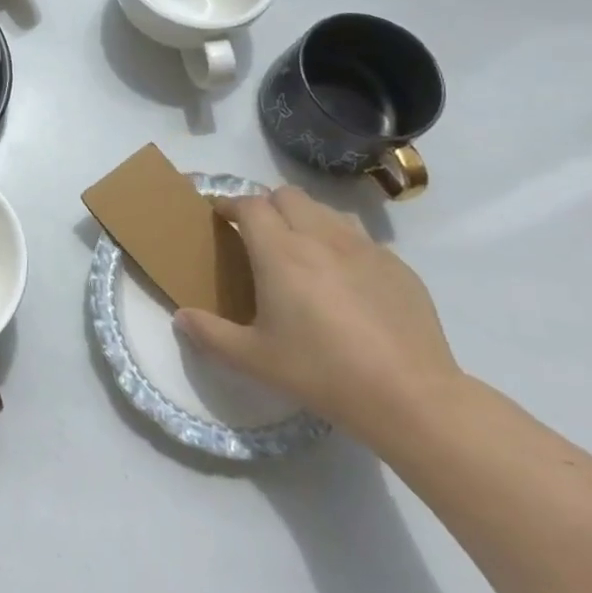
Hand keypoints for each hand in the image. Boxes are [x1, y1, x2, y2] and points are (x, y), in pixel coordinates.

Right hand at [176, 186, 462, 445]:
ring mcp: (364, 248)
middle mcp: (320, 237)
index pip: (248, 205)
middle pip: (287, 195)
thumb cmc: (323, 372)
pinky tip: (346, 282)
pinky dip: (342, 245)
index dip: (229, 204)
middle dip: (267, 205)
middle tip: (259, 236)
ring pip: (326, 210)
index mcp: (280, 252)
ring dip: (306, 219)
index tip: (219, 216)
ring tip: (302, 251)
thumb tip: (181, 318)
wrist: (410, 397)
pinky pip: (361, 238)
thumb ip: (211, 334)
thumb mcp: (255, 359)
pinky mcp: (398, 266)